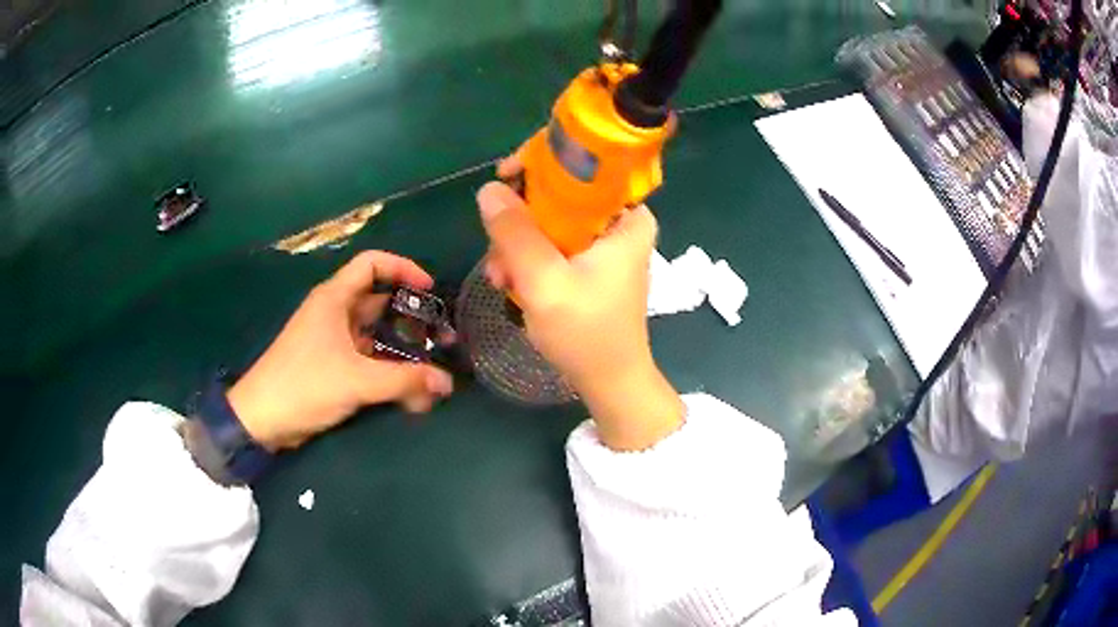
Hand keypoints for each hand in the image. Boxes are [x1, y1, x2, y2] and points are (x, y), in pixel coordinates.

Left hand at [227, 251, 453, 450]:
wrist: (262, 419)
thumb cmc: (304, 385)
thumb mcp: (356, 381)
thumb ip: (404, 380)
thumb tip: (446, 381)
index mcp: (334, 299)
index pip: (372, 264)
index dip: (403, 268)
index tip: (429, 289)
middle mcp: (335, 313)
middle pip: (380, 301)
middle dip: (411, 317)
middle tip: (440, 337)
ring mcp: (333, 341)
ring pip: (376, 335)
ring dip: (402, 349)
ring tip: (432, 368)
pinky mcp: (332, 365)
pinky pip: (368, 359)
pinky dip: (388, 369)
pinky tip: (409, 391)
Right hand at [477, 153, 683, 450]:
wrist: (609, 382)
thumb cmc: (587, 334)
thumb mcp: (544, 281)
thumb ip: (515, 233)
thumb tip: (488, 189)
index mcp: (625, 215)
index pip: (581, 165)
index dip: (539, 164)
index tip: (504, 178)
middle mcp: (618, 221)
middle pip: (559, 194)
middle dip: (520, 222)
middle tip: (498, 256)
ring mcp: (604, 243)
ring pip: (549, 221)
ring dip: (518, 247)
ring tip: (501, 281)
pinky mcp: (591, 263)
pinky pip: (552, 244)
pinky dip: (529, 261)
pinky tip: (512, 286)